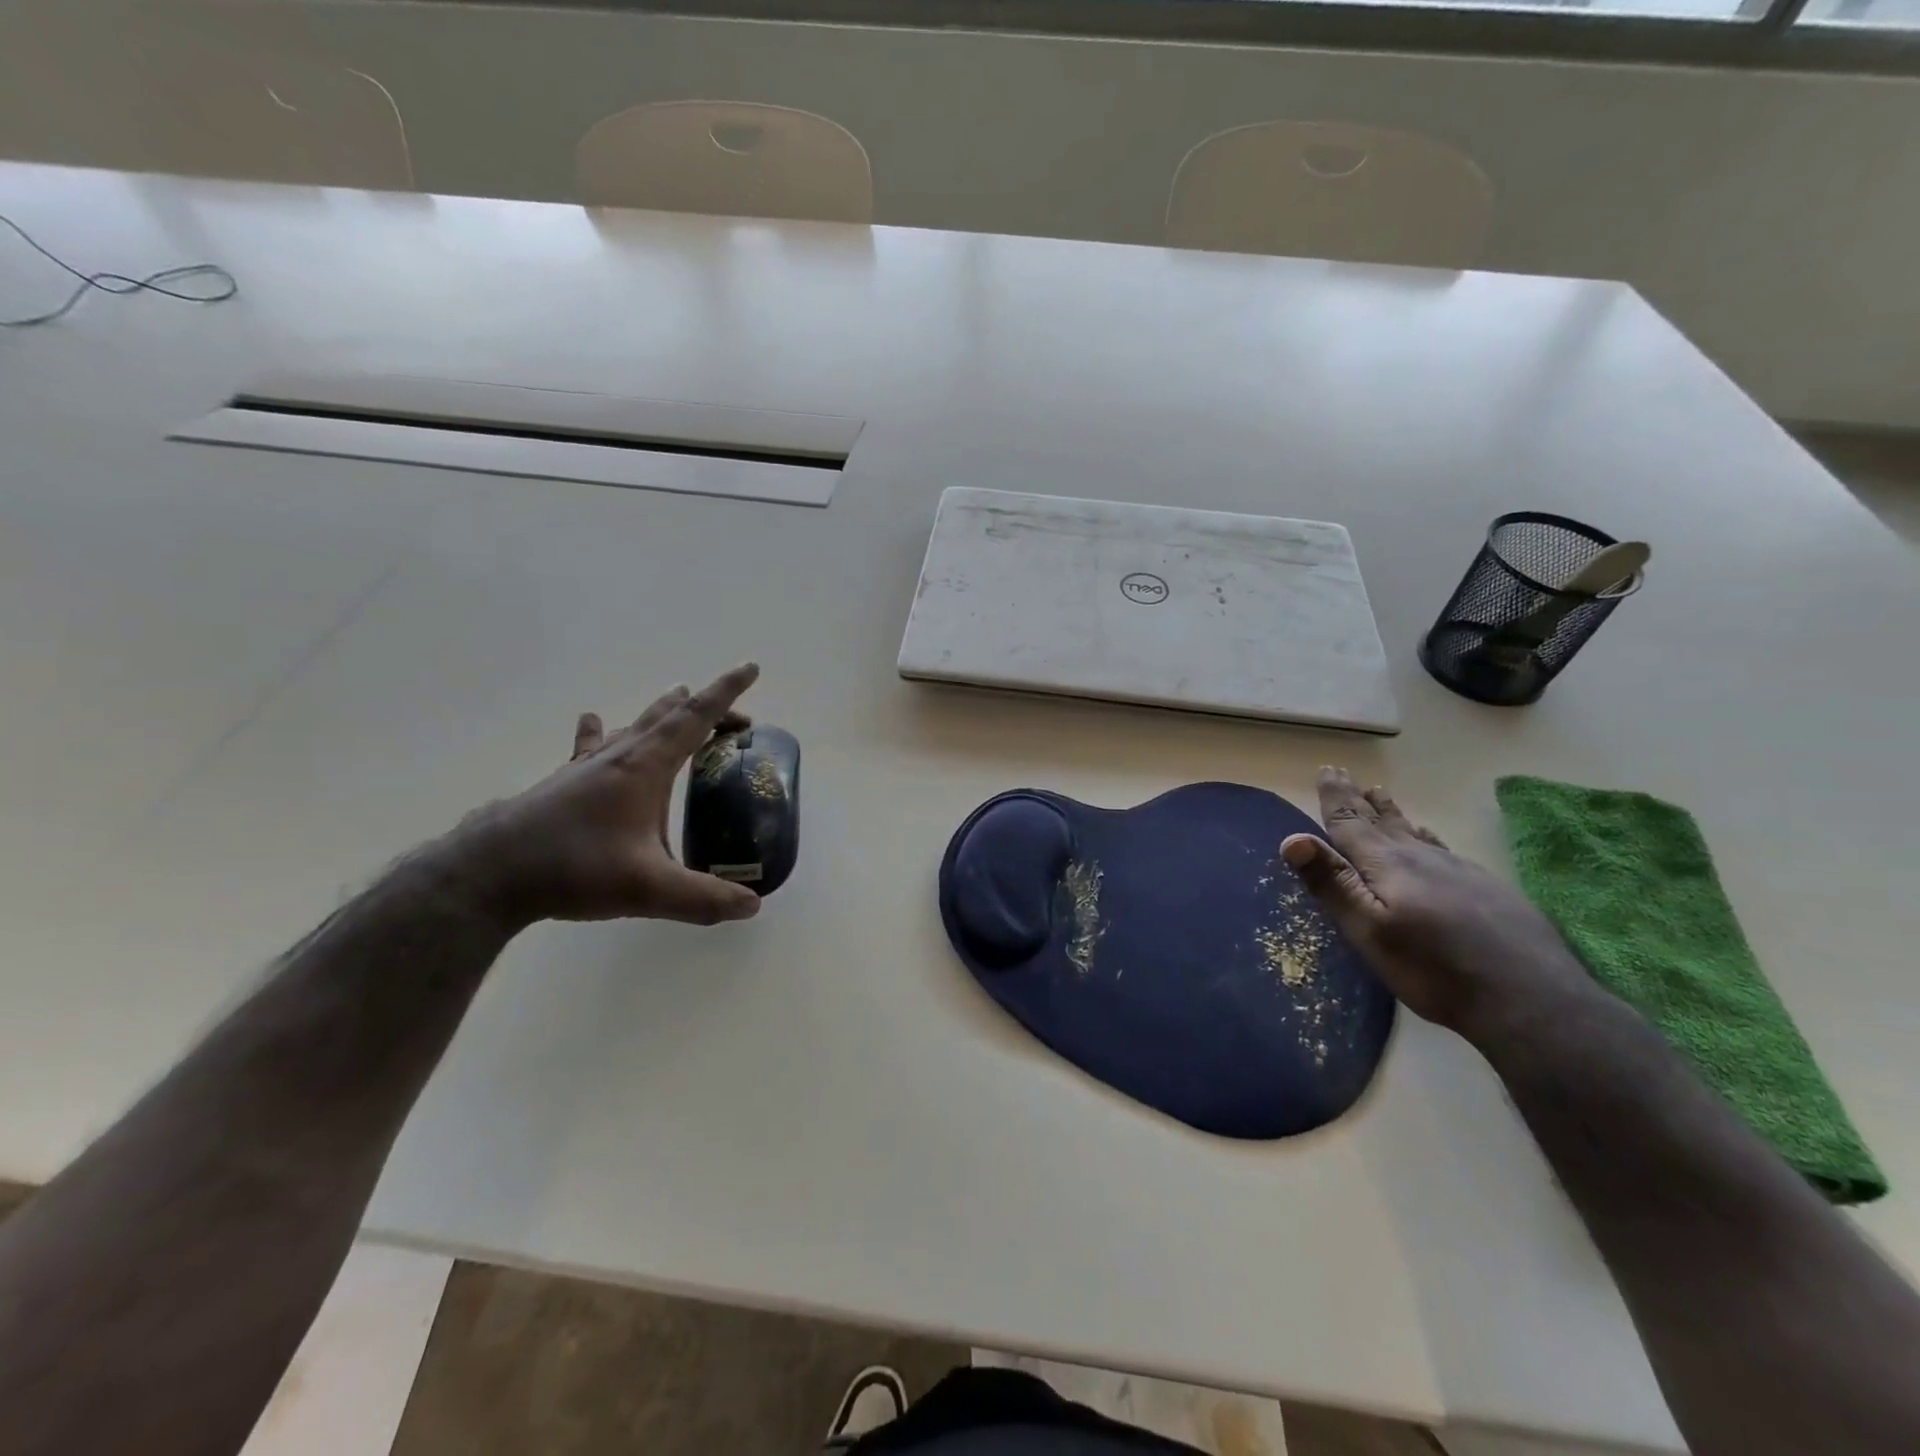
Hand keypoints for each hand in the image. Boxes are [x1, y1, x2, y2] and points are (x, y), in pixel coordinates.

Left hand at [445, 663, 765, 928]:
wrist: (489, 873)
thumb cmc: (574, 868)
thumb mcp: (648, 889)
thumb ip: (703, 898)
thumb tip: (752, 906)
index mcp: (646, 767)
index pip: (696, 717)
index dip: (726, 691)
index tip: (750, 667)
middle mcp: (619, 756)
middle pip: (670, 716)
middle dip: (706, 709)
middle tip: (735, 719)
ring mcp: (587, 766)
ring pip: (633, 725)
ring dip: (662, 713)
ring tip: (678, 700)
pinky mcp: (564, 782)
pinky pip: (592, 745)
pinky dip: (602, 731)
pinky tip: (594, 721)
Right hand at [1280, 768, 1592, 1042]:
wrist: (1532, 1001)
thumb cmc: (1434, 969)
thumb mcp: (1369, 931)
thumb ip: (1332, 884)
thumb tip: (1292, 838)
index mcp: (1389, 865)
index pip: (1352, 824)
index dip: (1336, 798)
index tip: (1326, 771)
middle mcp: (1423, 858)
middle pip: (1384, 822)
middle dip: (1361, 800)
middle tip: (1347, 775)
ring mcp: (1460, 872)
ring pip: (1415, 833)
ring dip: (1393, 814)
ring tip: (1382, 797)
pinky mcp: (1489, 890)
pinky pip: (1444, 849)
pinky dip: (1426, 837)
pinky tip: (1431, 841)